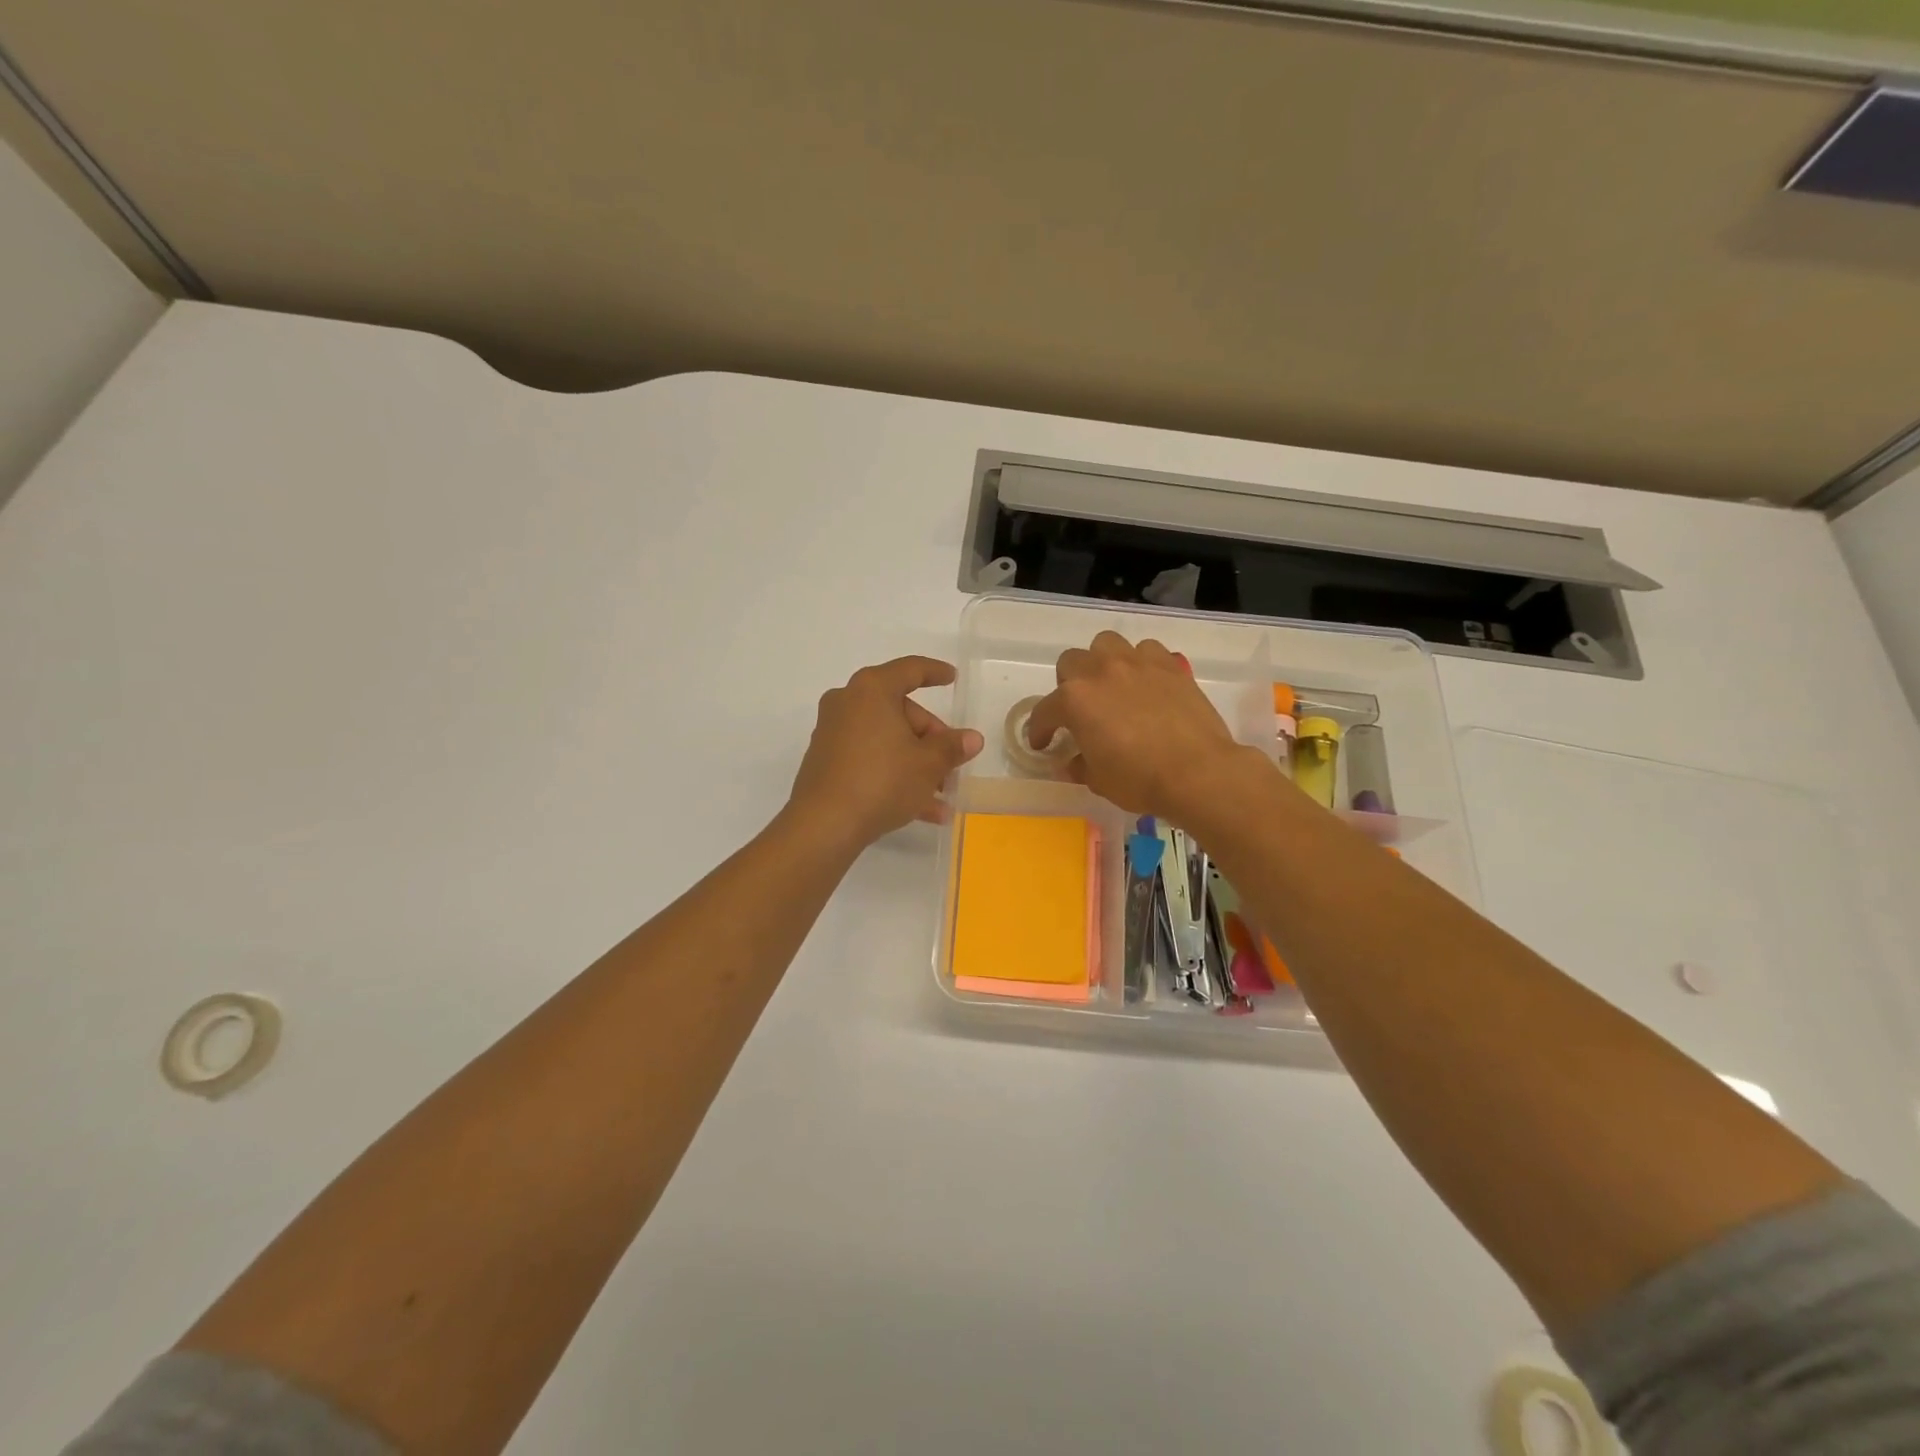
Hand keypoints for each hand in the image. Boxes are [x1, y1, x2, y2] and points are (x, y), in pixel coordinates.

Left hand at [787, 656, 984, 848]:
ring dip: (916, 765)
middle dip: (930, 739)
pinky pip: (870, 759)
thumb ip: (952, 747)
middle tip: (951, 764)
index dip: (935, 672)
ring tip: (943, 797)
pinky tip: (920, 810)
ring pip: (886, 740)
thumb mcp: (928, 764)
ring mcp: (833, 733)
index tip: (952, 678)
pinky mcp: (826, 762)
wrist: (824, 825)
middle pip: (900, 711)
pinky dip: (894, 775)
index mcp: (872, 690)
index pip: (910, 670)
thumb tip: (972, 738)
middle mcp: (847, 703)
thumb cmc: (882, 781)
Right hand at [1025, 632, 1253, 820]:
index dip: (1040, 730)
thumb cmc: (1140, 780)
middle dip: (1068, 684)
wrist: (1198, 772)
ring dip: (1102, 662)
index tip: (1043, 744)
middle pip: (1071, 662)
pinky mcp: (1169, 665)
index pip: (1045, 711)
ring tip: (1111, 686)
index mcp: (1074, 701)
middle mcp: (1101, 671)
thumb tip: (1075, 761)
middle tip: (1080, 710)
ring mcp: (1137, 663)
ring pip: (1107, 644)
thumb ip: (1080, 765)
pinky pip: (1147, 651)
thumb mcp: (1098, 781)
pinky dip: (1141, 663)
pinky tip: (1146, 684)